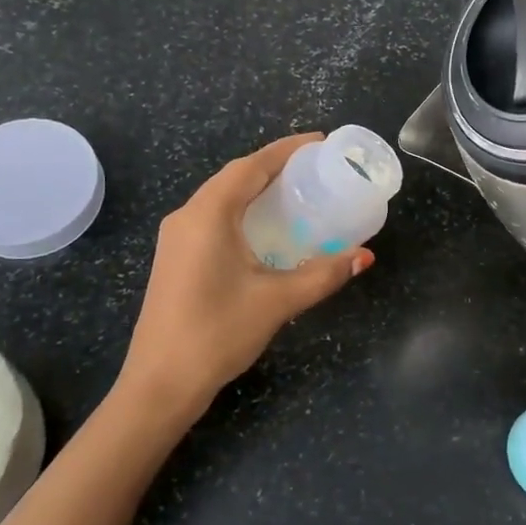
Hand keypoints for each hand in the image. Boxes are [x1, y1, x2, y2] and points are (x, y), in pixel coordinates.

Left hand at [116, 134, 373, 421]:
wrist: (160, 383)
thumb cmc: (218, 333)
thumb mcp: (278, 300)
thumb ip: (324, 274)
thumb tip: (364, 256)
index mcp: (208, 214)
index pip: (251, 166)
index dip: (286, 149)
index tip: (319, 141)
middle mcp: (187, 216)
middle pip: (234, 176)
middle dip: (274, 166)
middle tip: (315, 167)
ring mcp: (176, 237)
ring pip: (221, 197)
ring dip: (256, 188)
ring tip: (296, 190)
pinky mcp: (175, 257)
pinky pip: (212, 217)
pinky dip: (242, 210)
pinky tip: (265, 227)